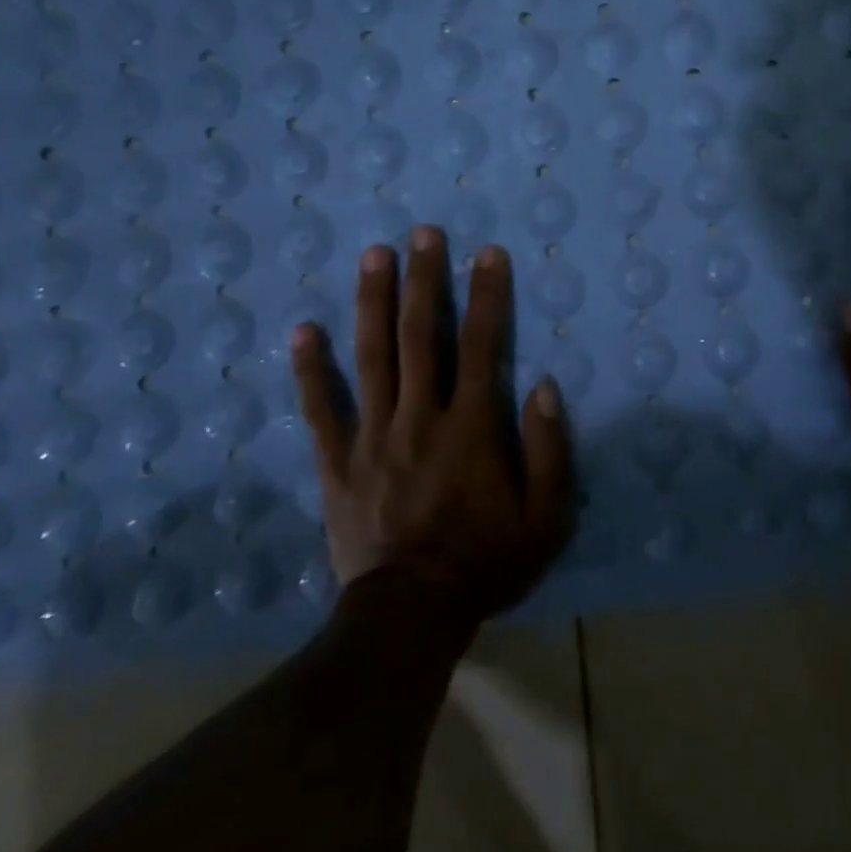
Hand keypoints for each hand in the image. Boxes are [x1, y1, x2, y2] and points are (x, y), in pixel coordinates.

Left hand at [290, 228, 574, 621]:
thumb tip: (544, 386)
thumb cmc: (484, 564)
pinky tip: (302, 330)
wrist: (409, 618)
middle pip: (421, 337)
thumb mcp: (543, 518)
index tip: (488, 253)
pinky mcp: (338, 462)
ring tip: (374, 255)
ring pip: (372, 358)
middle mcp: (419, 419)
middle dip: (424, 281)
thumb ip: (549, 450)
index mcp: (469, 429)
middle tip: (423, 233)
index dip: (486, 296)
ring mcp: (372, 437)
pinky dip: (309, 369)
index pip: (481, 347)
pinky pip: (321, 409)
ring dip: (374, 302)